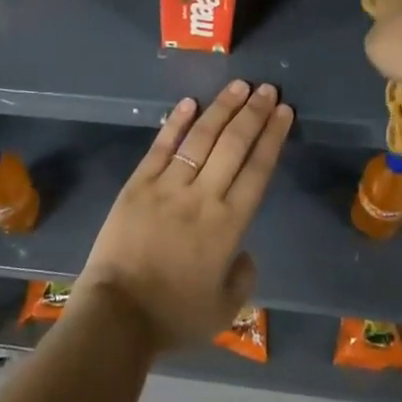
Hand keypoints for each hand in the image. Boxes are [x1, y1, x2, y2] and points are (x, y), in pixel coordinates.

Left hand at [73, 81, 292, 351]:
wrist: (117, 316)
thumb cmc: (173, 316)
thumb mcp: (223, 310)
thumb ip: (242, 278)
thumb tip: (245, 252)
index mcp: (228, 226)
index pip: (257, 170)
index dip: (272, 137)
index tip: (284, 112)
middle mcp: (203, 197)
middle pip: (234, 145)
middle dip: (253, 113)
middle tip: (268, 89)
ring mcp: (168, 186)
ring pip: (201, 138)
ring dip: (222, 109)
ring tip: (239, 86)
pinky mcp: (138, 184)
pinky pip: (161, 147)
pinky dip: (176, 123)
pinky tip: (190, 102)